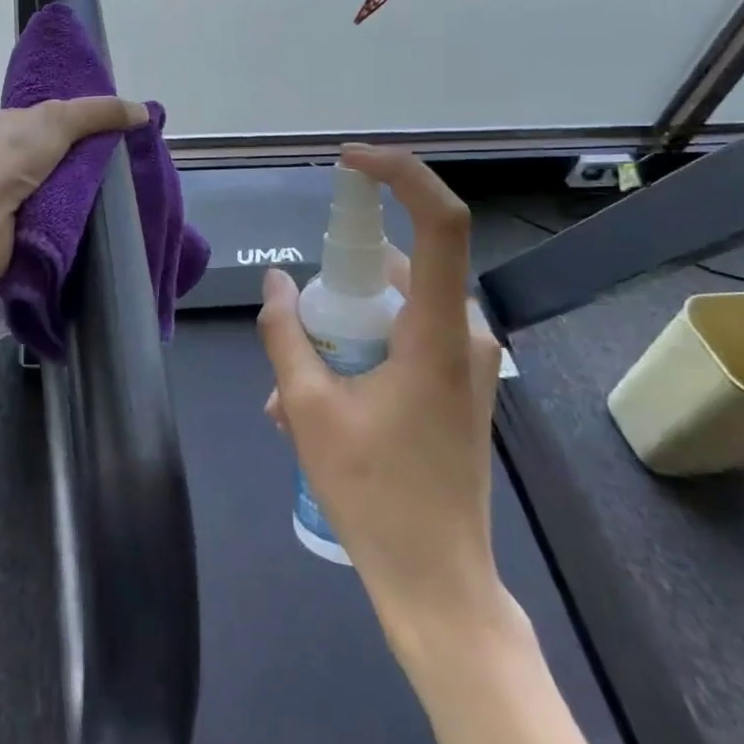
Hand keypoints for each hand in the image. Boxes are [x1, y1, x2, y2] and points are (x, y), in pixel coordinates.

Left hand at [0, 97, 147, 282]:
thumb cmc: (4, 160)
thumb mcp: (56, 120)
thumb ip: (99, 112)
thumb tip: (143, 111)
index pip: (38, 116)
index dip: (72, 119)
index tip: (107, 128)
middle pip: (47, 153)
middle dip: (79, 157)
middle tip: (120, 162)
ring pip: (49, 186)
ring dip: (76, 189)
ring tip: (118, 190)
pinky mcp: (7, 230)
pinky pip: (47, 216)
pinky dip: (67, 215)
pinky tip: (95, 216)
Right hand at [257, 144, 508, 652]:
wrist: (438, 581)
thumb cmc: (373, 494)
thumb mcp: (306, 409)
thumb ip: (286, 334)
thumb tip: (276, 282)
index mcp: (435, 333)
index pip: (440, 222)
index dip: (400, 175)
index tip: (349, 162)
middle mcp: (463, 333)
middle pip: (398, 267)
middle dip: (337, 285)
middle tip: (295, 328)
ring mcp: (467, 360)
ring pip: (395, 305)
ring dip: (342, 328)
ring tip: (292, 388)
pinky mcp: (460, 382)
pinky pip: (405, 335)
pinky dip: (361, 348)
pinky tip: (321, 399)